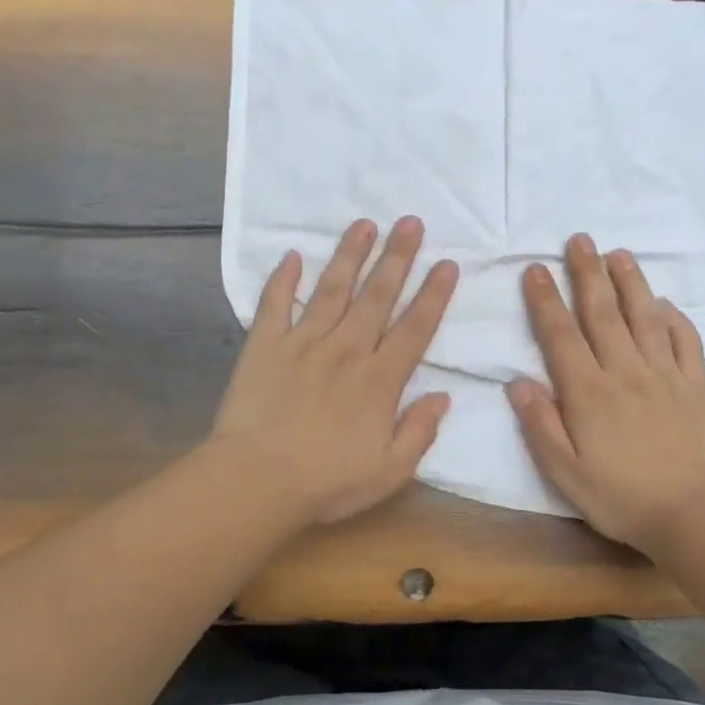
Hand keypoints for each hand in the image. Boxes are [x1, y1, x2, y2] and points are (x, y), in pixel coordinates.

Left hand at [213, 216, 457, 524]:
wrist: (258, 480)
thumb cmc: (327, 482)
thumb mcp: (390, 471)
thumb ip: (420, 431)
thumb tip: (443, 396)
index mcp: (380, 380)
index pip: (415, 329)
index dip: (433, 295)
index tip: (447, 264)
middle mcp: (347, 350)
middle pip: (377, 297)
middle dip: (397, 257)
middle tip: (411, 222)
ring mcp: (303, 343)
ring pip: (332, 290)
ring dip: (350, 255)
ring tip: (364, 224)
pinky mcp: (265, 346)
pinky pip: (275, 304)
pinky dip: (283, 279)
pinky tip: (291, 255)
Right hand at [507, 234, 704, 549]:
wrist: (692, 514)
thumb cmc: (619, 497)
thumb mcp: (564, 471)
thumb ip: (540, 424)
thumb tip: (516, 381)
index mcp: (588, 392)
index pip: (561, 335)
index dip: (546, 300)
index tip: (536, 268)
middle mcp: (625, 372)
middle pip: (603, 314)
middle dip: (587, 273)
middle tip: (579, 239)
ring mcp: (664, 376)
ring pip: (644, 317)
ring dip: (630, 283)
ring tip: (619, 253)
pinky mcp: (695, 387)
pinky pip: (685, 342)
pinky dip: (674, 318)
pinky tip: (665, 303)